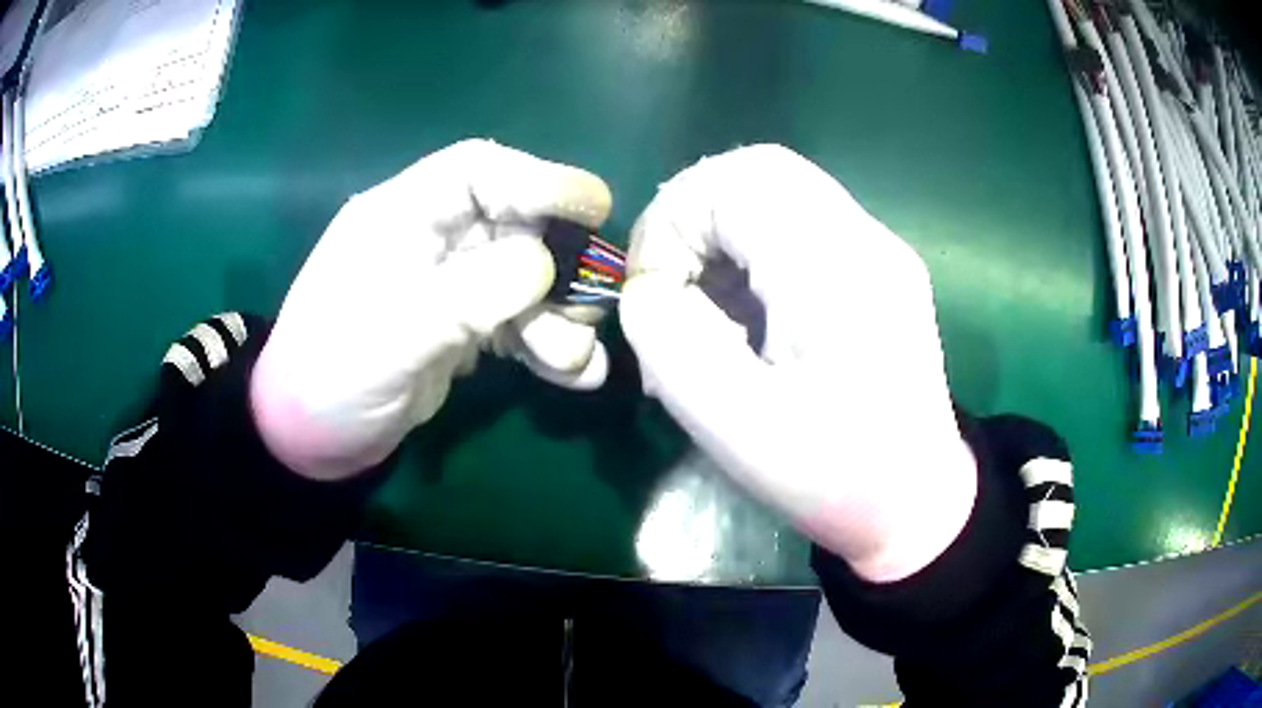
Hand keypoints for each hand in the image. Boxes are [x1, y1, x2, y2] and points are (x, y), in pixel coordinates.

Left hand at [252, 140, 612, 480]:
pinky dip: (549, 346)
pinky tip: (575, 376)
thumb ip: (465, 297)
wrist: (311, 436)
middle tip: (588, 307)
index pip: (476, 171)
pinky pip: (520, 323)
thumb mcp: (392, 336)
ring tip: (571, 362)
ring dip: (561, 316)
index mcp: (402, 216)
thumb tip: (543, 265)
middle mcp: (433, 240)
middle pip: (517, 224)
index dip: (538, 179)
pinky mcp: (463, 328)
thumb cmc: (332, 375)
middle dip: (561, 264)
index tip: (594, 208)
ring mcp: (452, 285)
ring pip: (528, 278)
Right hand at [619, 145, 976, 582]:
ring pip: (776, 191)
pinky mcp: (877, 267)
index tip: (654, 291)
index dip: (671, 222)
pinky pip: (798, 223)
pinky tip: (746, 311)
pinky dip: (751, 249)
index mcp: (837, 271)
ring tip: (706, 305)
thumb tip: (652, 286)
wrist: (917, 502)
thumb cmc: (833, 478)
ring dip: (721, 232)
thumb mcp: (731, 424)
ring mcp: (878, 249)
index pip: (734, 182)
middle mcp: (866, 239)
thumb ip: (669, 337)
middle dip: (693, 216)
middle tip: (671, 284)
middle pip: (758, 170)